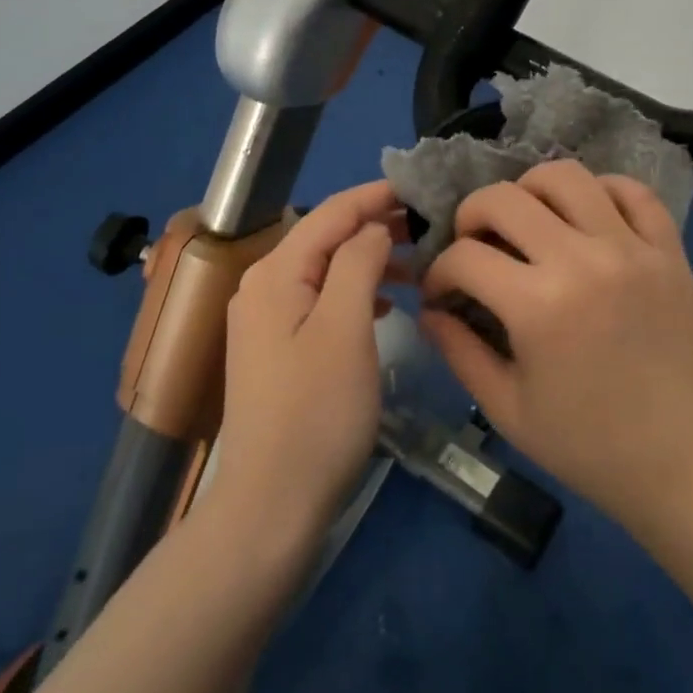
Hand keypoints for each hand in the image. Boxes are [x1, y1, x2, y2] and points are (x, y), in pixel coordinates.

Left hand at [213, 181, 405, 542]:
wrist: (271, 503)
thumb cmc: (317, 413)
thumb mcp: (345, 329)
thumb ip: (358, 264)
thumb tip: (372, 227)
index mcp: (275, 273)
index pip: (331, 213)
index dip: (376, 196)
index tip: (421, 188)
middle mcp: (263, 286)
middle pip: (326, 238)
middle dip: (376, 227)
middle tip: (429, 228)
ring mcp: (267, 320)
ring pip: (326, 270)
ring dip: (370, 261)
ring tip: (418, 266)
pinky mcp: (278, 349)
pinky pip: (322, 301)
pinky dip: (356, 293)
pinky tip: (387, 306)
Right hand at [418, 161, 692, 528]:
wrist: (680, 460)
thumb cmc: (585, 444)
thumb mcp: (506, 407)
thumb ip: (458, 350)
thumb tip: (430, 308)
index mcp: (538, 306)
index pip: (465, 257)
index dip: (439, 272)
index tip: (442, 291)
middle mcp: (583, 261)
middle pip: (504, 198)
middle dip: (471, 216)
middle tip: (474, 245)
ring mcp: (632, 249)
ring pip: (567, 176)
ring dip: (531, 191)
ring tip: (527, 221)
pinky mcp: (669, 250)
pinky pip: (633, 191)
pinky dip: (601, 190)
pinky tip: (586, 217)